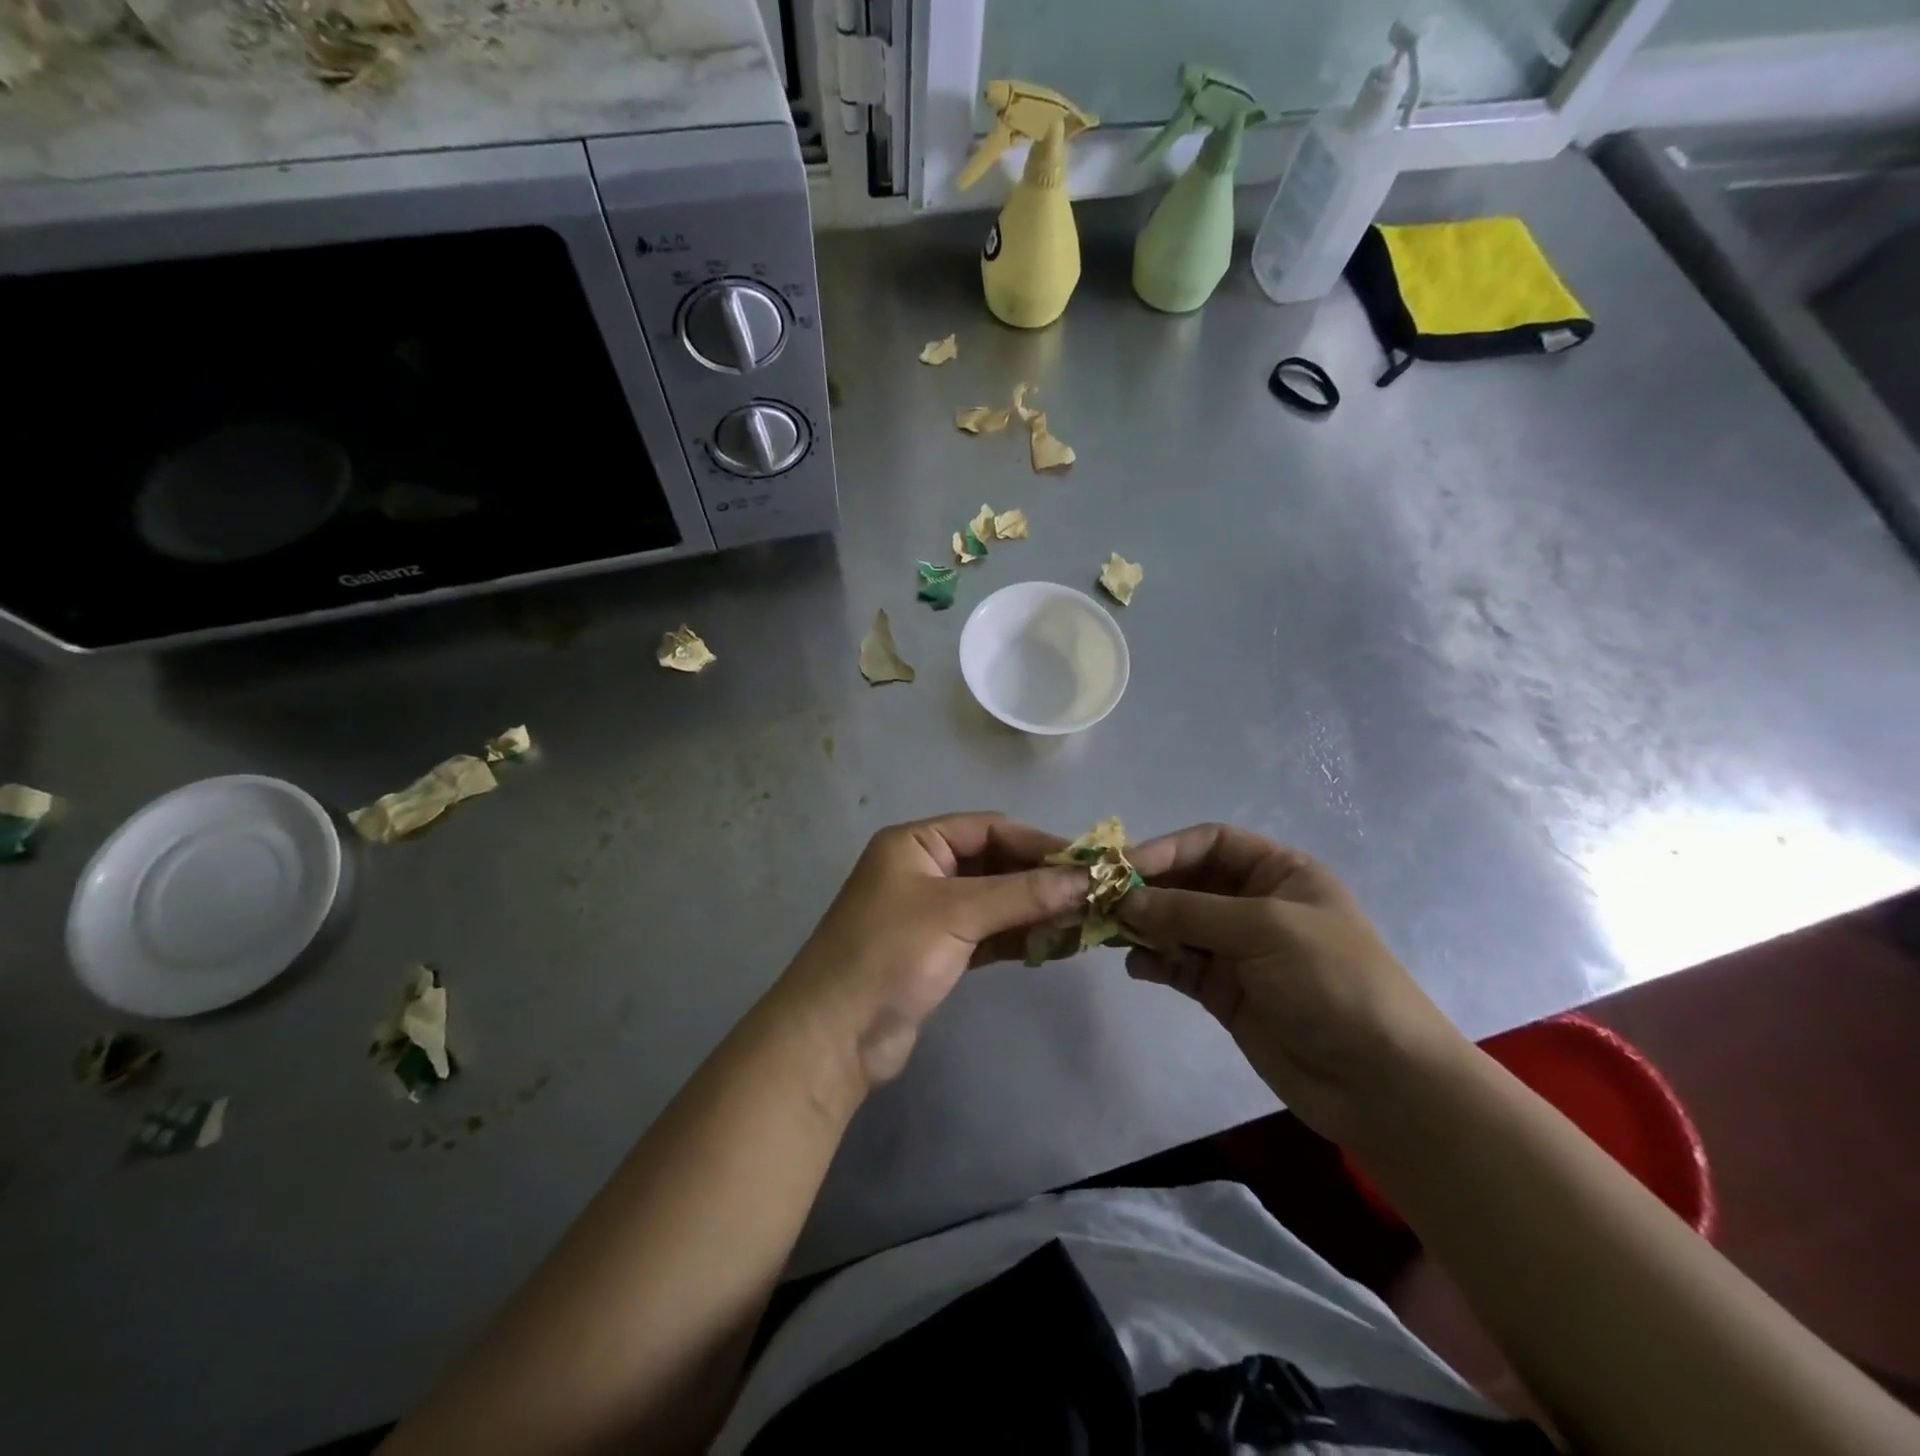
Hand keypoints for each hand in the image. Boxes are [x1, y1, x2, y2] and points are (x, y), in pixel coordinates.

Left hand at [778, 813, 1088, 1088]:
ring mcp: (931, 913)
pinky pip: (989, 934)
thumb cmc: (889, 954)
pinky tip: (1058, 944)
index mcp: (916, 843)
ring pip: (995, 901)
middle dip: (1042, 879)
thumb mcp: (957, 913)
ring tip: (1087, 920)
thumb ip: (1023, 893)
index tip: (1089, 862)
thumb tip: (1088, 878)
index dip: (1039, 843)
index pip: (989, 828)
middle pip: (995, 863)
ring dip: (1036, 909)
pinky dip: (1020, 937)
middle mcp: (923, 870)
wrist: (834, 1036)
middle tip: (1094, 894)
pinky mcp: (939, 952)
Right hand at [1120, 824, 1470, 1144]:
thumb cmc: (1332, 981)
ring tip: (1110, 933)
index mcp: (1279, 873)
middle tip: (1102, 900)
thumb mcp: (1265, 929)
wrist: (1380, 1082)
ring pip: (1176, 924)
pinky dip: (1154, 962)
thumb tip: (1124, 901)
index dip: (1166, 849)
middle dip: (1148, 890)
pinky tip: (1137, 967)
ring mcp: (1238, 950)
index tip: (1122, 868)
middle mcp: (1254, 904)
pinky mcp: (1224, 991)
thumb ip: (1190, 911)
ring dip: (1144, 926)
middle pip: (1187, 882)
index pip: (1211, 843)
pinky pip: (1178, 965)